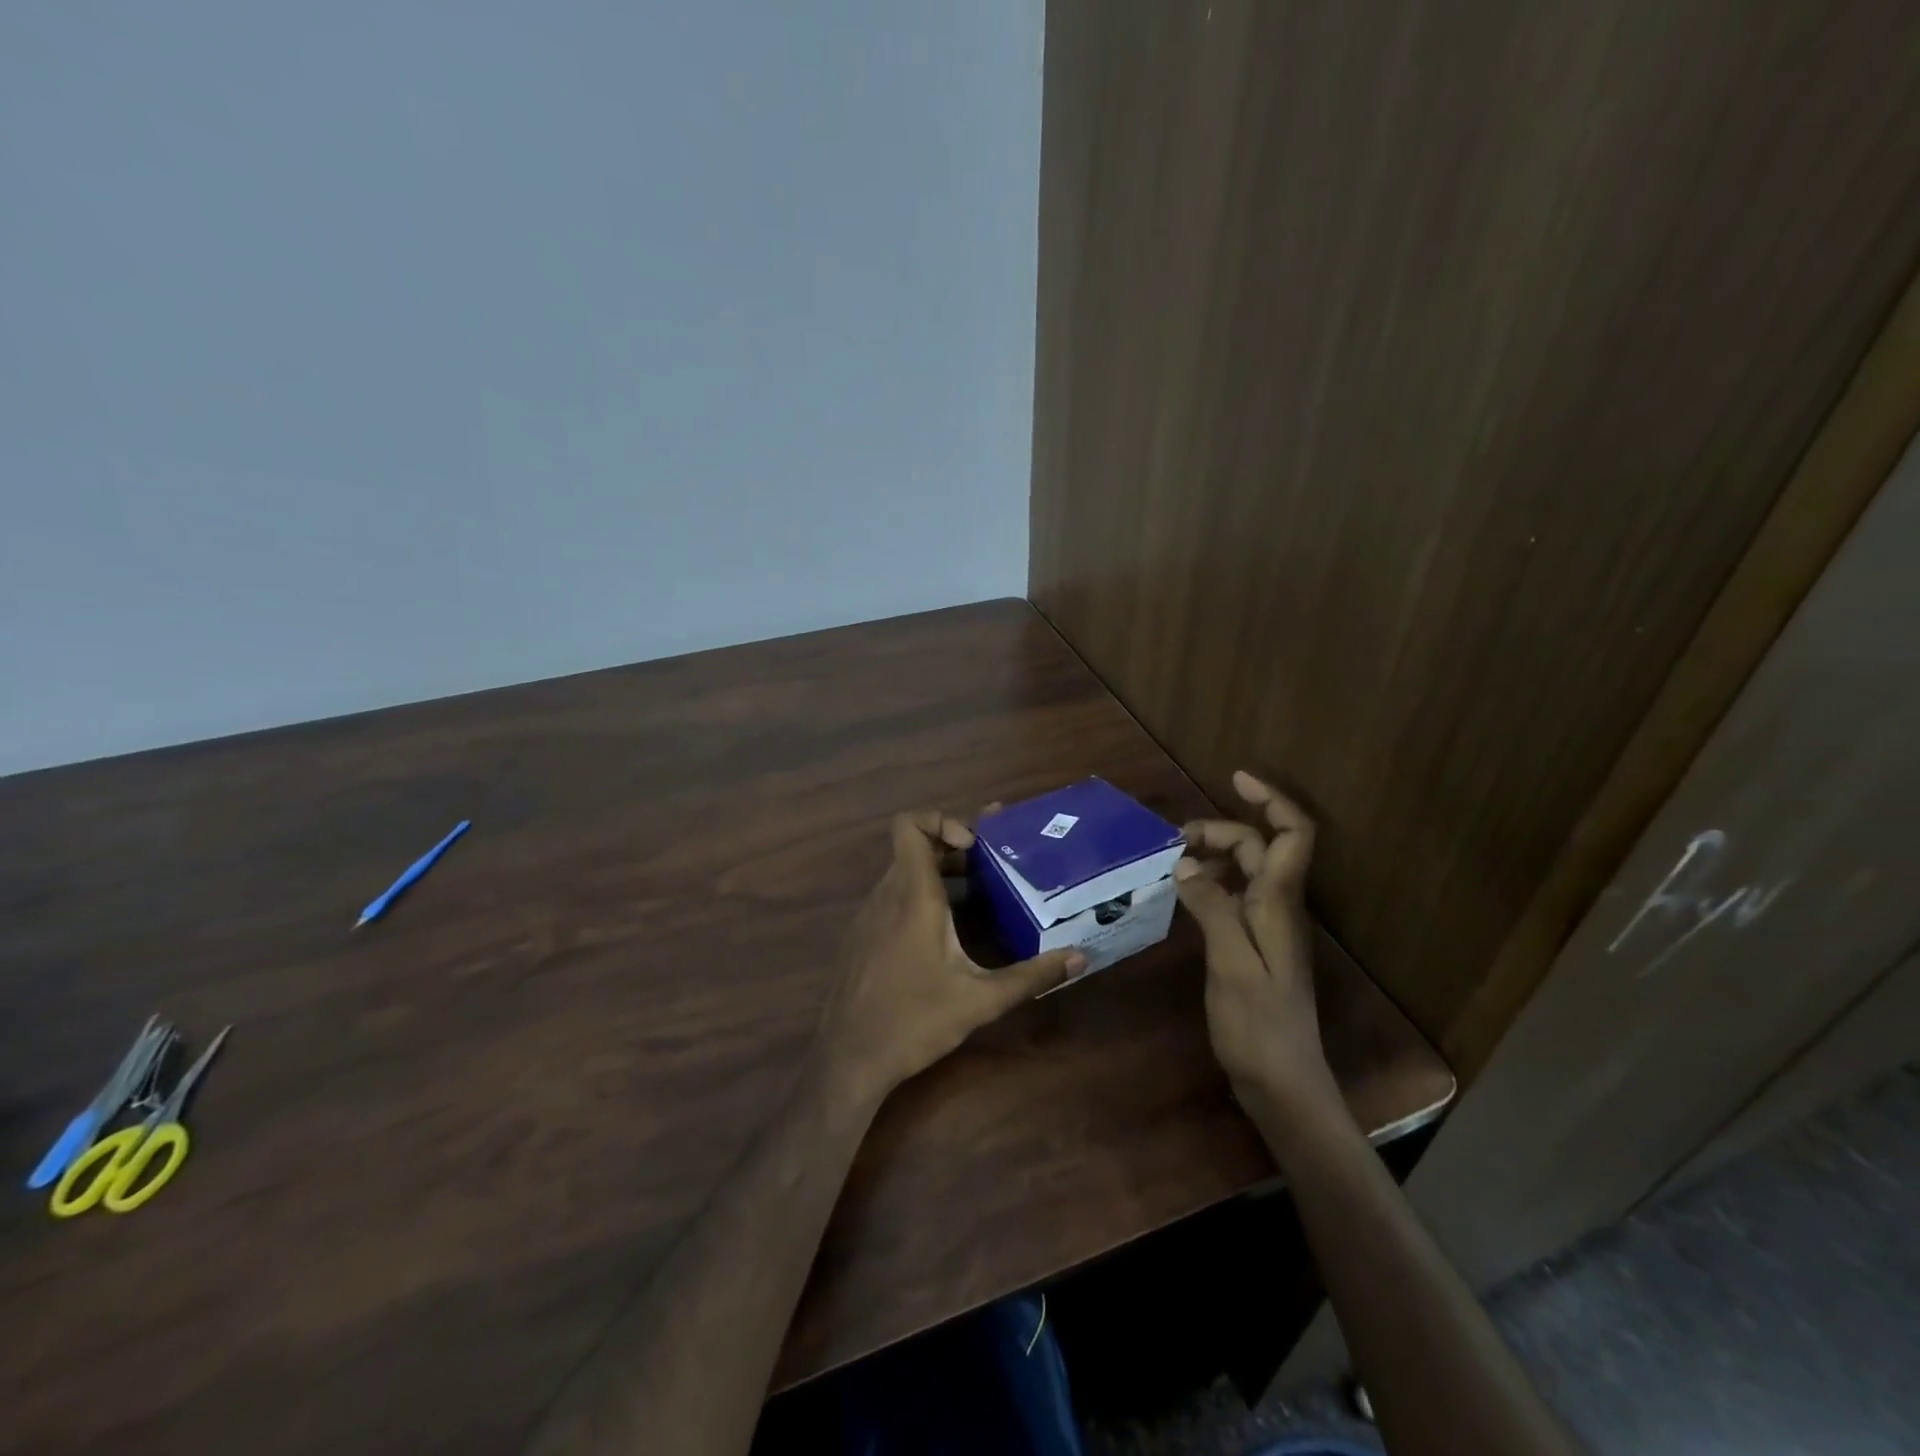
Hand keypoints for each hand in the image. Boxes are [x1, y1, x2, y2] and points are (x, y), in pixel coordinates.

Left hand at [813, 811, 1085, 1108]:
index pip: (909, 825)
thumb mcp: (981, 1000)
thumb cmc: (914, 1021)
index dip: (941, 820)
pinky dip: (922, 898)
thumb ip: (1032, 976)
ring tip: (982, 898)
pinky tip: (950, 934)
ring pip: (904, 873)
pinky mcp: (863, 937)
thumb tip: (1080, 958)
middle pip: (915, 847)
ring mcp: (869, 916)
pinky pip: (893, 898)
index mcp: (913, 896)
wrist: (848, 1059)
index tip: (974, 847)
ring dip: (941, 875)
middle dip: (955, 850)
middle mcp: (886, 895)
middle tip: (995, 868)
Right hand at [1174, 771, 1341, 1125]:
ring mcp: (1268, 928)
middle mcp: (1279, 908)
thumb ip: (1213, 909)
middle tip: (1175, 840)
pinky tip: (1184, 894)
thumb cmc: (1259, 1026)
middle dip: (1222, 829)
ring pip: (1246, 872)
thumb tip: (1187, 864)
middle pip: (1260, 848)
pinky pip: (1233, 897)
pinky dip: (1210, 883)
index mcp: (1280, 904)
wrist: (1283, 1084)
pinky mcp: (1254, 946)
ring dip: (1214, 855)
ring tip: (1173, 860)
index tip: (1235, 777)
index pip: (1292, 835)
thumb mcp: (1232, 964)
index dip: (1271, 800)